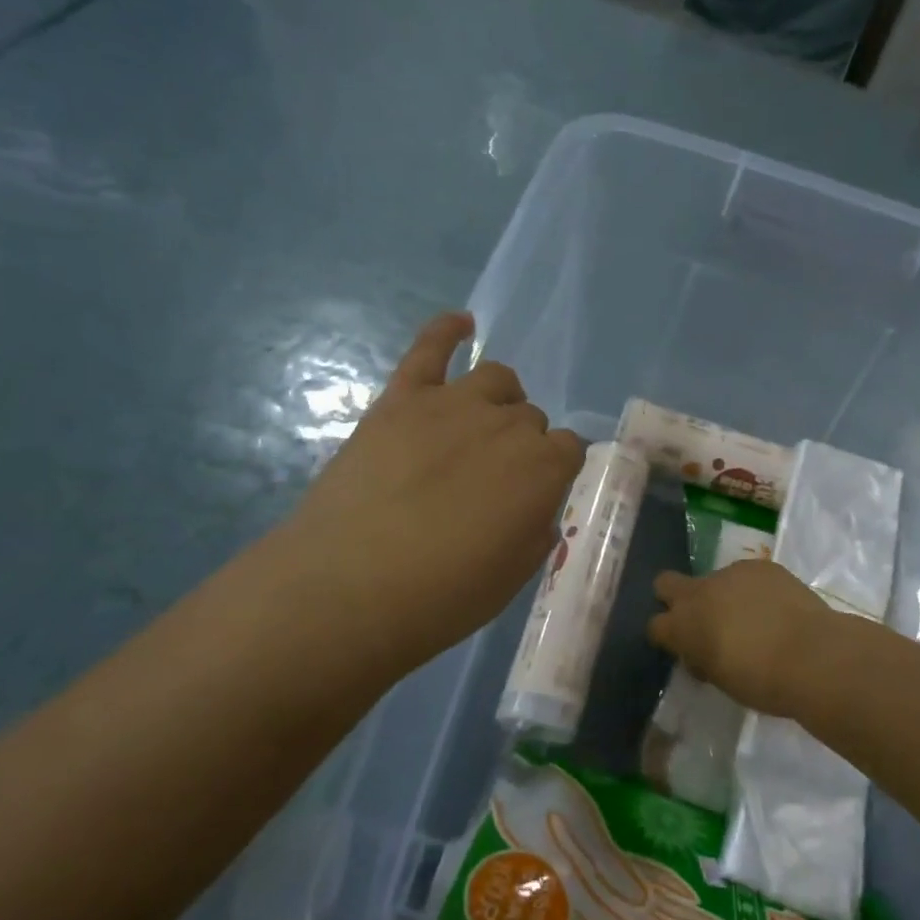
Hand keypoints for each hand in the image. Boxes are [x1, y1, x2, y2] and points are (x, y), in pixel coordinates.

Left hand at [271, 311, 585, 682]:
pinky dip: (447, 330)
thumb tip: (534, 508)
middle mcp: (508, 424)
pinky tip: (461, 324)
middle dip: (522, 444)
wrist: (349, 586)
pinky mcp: (402, 398)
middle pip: (531, 417)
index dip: (554, 470)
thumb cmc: (441, 596)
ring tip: (481, 424)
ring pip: (497, 378)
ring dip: (499, 399)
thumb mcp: (513, 577)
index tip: (536, 493)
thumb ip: (535, 531)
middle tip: (492, 481)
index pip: (570, 449)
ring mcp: (453, 404)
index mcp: (544, 468)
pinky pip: (430, 348)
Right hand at [647, 562, 837, 720]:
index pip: (655, 625)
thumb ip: (703, 660)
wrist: (812, 655)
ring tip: (755, 619)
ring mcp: (730, 573)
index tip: (687, 649)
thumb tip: (702, 654)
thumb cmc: (762, 682)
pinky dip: (754, 590)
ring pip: (714, 579)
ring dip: (723, 596)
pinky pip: (747, 576)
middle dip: (675, 597)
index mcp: (683, 626)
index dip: (669, 636)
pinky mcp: (760, 565)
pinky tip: (776, 609)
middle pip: (665, 583)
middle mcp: (699, 592)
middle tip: (702, 620)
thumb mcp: (721, 680)